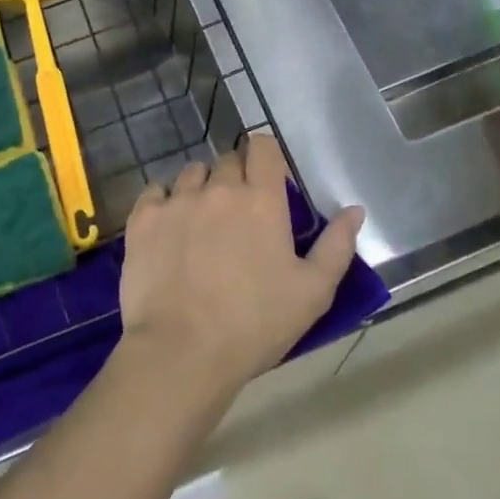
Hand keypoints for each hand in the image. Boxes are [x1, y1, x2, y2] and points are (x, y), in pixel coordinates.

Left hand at [117, 135, 363, 400]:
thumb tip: (355, 211)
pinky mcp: (143, 218)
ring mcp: (177, 200)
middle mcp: (219, 188)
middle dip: (236, 177)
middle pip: (227, 159)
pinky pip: (156, 191)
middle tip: (239, 213)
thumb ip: (337, 246)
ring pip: (192, 173)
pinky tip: (170, 228)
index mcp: (261, 200)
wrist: (181, 352)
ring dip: (201, 187)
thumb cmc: (254, 325)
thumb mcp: (312, 293)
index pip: (262, 146)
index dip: (266, 156)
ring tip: (202, 221)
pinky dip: (165, 202)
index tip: (269, 181)